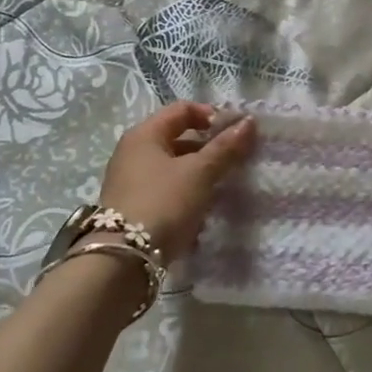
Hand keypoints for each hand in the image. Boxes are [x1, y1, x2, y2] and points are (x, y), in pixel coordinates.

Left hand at [99, 103, 254, 260]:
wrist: (122, 261)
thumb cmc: (163, 203)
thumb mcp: (199, 173)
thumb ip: (225, 147)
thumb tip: (249, 122)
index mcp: (145, 134)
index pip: (182, 109)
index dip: (211, 115)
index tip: (234, 133)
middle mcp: (133, 152)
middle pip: (178, 137)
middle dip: (208, 147)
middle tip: (233, 160)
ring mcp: (131, 181)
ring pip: (173, 166)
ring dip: (199, 172)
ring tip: (221, 187)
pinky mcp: (133, 207)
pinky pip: (166, 189)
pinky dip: (185, 193)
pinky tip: (202, 209)